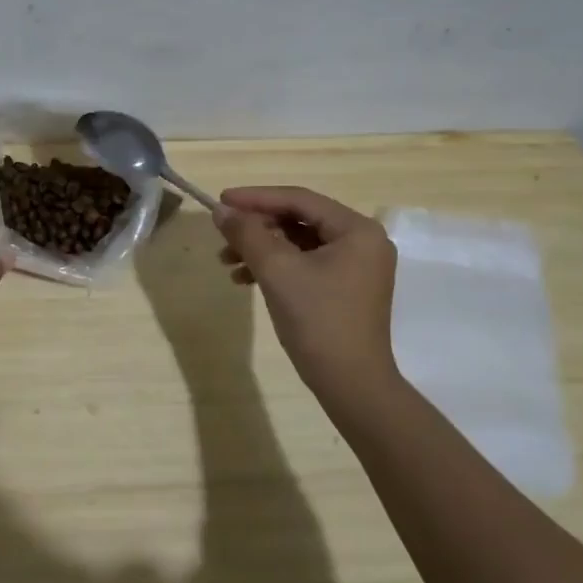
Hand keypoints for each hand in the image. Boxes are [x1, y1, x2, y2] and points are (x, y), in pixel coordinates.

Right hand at [213, 186, 399, 400]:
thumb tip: (220, 210)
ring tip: (227, 261)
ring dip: (260, 248)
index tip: (220, 200)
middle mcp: (362, 242)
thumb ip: (247, 233)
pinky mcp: (344, 288)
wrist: (351, 385)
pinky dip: (274, 267)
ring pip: (298, 243)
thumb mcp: (276, 270)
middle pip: (299, 219)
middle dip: (256, 227)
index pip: (299, 199)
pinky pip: (304, 263)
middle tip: (222, 234)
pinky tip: (244, 279)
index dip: (256, 198)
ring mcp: (356, 267)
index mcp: (357, 230)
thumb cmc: (318, 320)